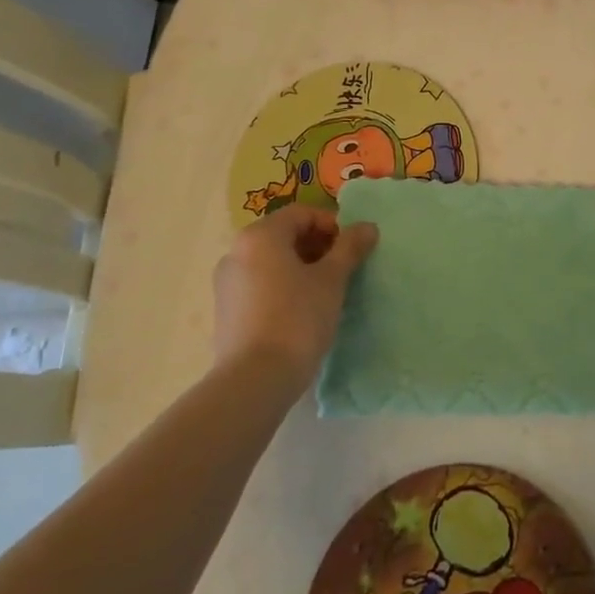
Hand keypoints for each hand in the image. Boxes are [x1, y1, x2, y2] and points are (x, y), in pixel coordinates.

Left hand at [211, 206, 378, 380]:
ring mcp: (227, 283)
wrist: (254, 379)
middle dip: (318, 246)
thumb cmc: (297, 318)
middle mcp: (236, 252)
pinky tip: (303, 311)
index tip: (353, 248)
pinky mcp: (226, 310)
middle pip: (284, 235)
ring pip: (272, 262)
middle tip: (343, 269)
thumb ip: (350, 248)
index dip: (332, 225)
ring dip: (302, 267)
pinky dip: (283, 286)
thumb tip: (367, 227)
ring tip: (326, 291)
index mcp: (260, 236)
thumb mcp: (332, 279)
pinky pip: (260, 284)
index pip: (302, 214)